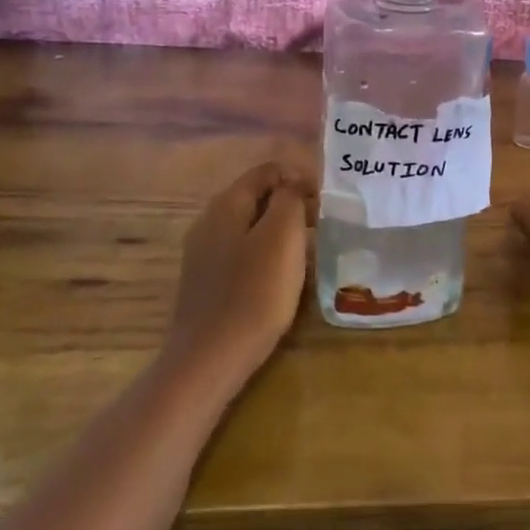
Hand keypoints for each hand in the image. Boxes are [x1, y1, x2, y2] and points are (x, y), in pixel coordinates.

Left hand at [167, 161, 317, 380]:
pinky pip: (243, 253)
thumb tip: (292, 186)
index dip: (299, 177)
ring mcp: (204, 253)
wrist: (210, 359)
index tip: (326, 201)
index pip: (267, 170)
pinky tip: (282, 277)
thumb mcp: (282, 236)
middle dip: (291, 204)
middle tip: (322, 225)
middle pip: (257, 197)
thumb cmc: (254, 293)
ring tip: (309, 250)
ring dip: (281, 231)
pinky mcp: (207, 282)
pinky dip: (267, 254)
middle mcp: (209, 221)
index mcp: (226, 204)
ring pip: (251, 226)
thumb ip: (289, 200)